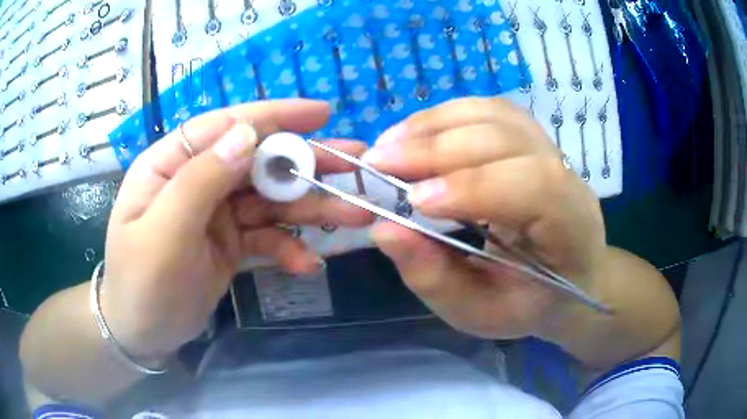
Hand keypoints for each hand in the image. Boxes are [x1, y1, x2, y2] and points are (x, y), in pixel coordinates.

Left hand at [102, 99, 373, 358]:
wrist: (142, 333)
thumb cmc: (141, 284)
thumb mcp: (163, 234)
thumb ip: (200, 180)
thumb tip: (246, 134)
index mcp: (171, 164)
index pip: (226, 125)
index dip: (275, 116)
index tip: (323, 113)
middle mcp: (197, 180)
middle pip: (258, 161)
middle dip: (307, 164)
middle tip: (356, 167)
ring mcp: (216, 212)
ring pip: (270, 199)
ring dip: (311, 208)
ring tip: (355, 216)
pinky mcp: (230, 242)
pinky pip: (267, 237)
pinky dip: (289, 248)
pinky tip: (307, 264)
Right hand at [365, 97, 606, 339]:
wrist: (568, 277)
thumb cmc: (528, 303)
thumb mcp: (479, 311)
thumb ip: (435, 278)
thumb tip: (384, 229)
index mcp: (569, 227)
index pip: (532, 186)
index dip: (471, 185)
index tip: (412, 200)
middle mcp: (568, 177)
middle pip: (506, 138)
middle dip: (437, 147)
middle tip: (379, 161)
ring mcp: (550, 149)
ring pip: (494, 115)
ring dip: (435, 124)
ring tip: (390, 143)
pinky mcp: (531, 137)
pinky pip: (488, 111)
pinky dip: (446, 117)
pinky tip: (417, 133)